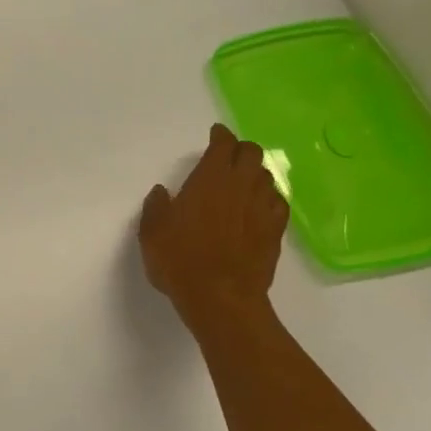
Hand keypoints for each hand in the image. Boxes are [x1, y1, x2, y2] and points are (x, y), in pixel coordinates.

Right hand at [139, 123, 288, 328]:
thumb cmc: (180, 260)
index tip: (216, 133)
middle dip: (241, 149)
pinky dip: (269, 198)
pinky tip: (259, 207)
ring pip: (267, 176)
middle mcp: (241, 187)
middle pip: (252, 154)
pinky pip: (277, 203)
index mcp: (210, 180)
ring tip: (243, 181)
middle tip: (229, 156)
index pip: (223, 145)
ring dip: (255, 173)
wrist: (221, 297)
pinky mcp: (275, 231)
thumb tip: (162, 192)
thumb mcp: (152, 232)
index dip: (221, 136)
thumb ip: (156, 207)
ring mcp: (262, 209)